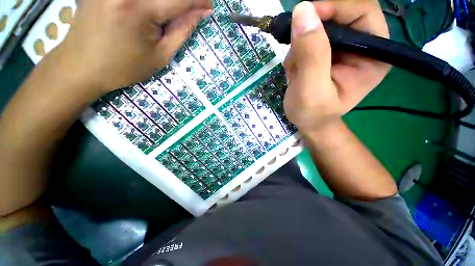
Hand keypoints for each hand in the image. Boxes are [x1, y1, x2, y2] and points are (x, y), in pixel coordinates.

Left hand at [56, 0, 211, 92]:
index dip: (199, 0)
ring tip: (173, 10)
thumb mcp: (160, 56)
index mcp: (140, 9)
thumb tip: (200, 13)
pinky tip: (154, 8)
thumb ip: (181, 31)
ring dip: (168, 0)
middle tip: (192, 8)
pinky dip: (151, 1)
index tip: (208, 6)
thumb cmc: (124, 67)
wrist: (81, 66)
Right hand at [283, 0, 389, 131]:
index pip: (362, 11)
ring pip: (318, 27)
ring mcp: (341, 49)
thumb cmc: (312, 113)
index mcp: (372, 55)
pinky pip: (307, 40)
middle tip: (296, 54)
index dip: (335, 7)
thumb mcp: (310, 90)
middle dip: (311, 33)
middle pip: (338, 15)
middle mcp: (361, 46)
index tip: (305, 16)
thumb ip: (310, 55)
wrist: (307, 122)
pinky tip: (295, 72)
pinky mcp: (325, 53)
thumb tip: (302, 11)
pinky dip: (296, 54)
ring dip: (300, 47)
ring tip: (295, 72)